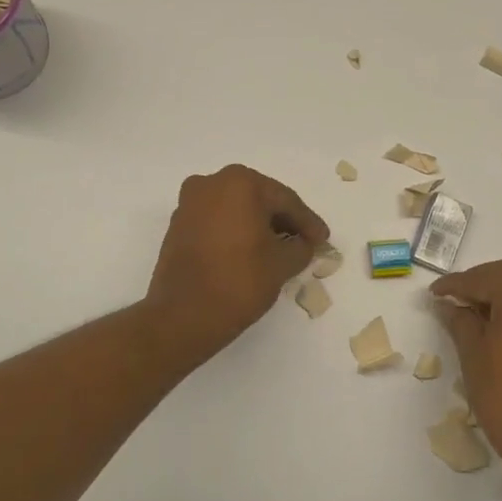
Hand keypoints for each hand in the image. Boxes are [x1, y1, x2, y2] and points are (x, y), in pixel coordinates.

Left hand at [144, 165, 329, 363]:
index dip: (308, 222)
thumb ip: (301, 247)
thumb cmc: (240, 281)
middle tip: (305, 241)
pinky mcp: (178, 226)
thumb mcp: (283, 264)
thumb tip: (303, 243)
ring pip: (236, 210)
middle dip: (283, 220)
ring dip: (259, 226)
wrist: (184, 316)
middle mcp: (211, 184)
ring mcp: (190, 204)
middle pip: (259, 200)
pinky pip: (217, 222)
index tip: (323, 239)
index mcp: (240, 183)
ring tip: (280, 249)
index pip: (285, 200)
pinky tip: (251, 252)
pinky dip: (236, 232)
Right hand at [431, 259, 501, 479]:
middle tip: (452, 299)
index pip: (483, 278)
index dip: (454, 285)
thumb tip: (448, 305)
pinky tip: (497, 324)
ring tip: (471, 312)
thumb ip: (459, 321)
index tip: (433, 293)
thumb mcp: (473, 354)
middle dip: (479, 283)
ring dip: (500, 293)